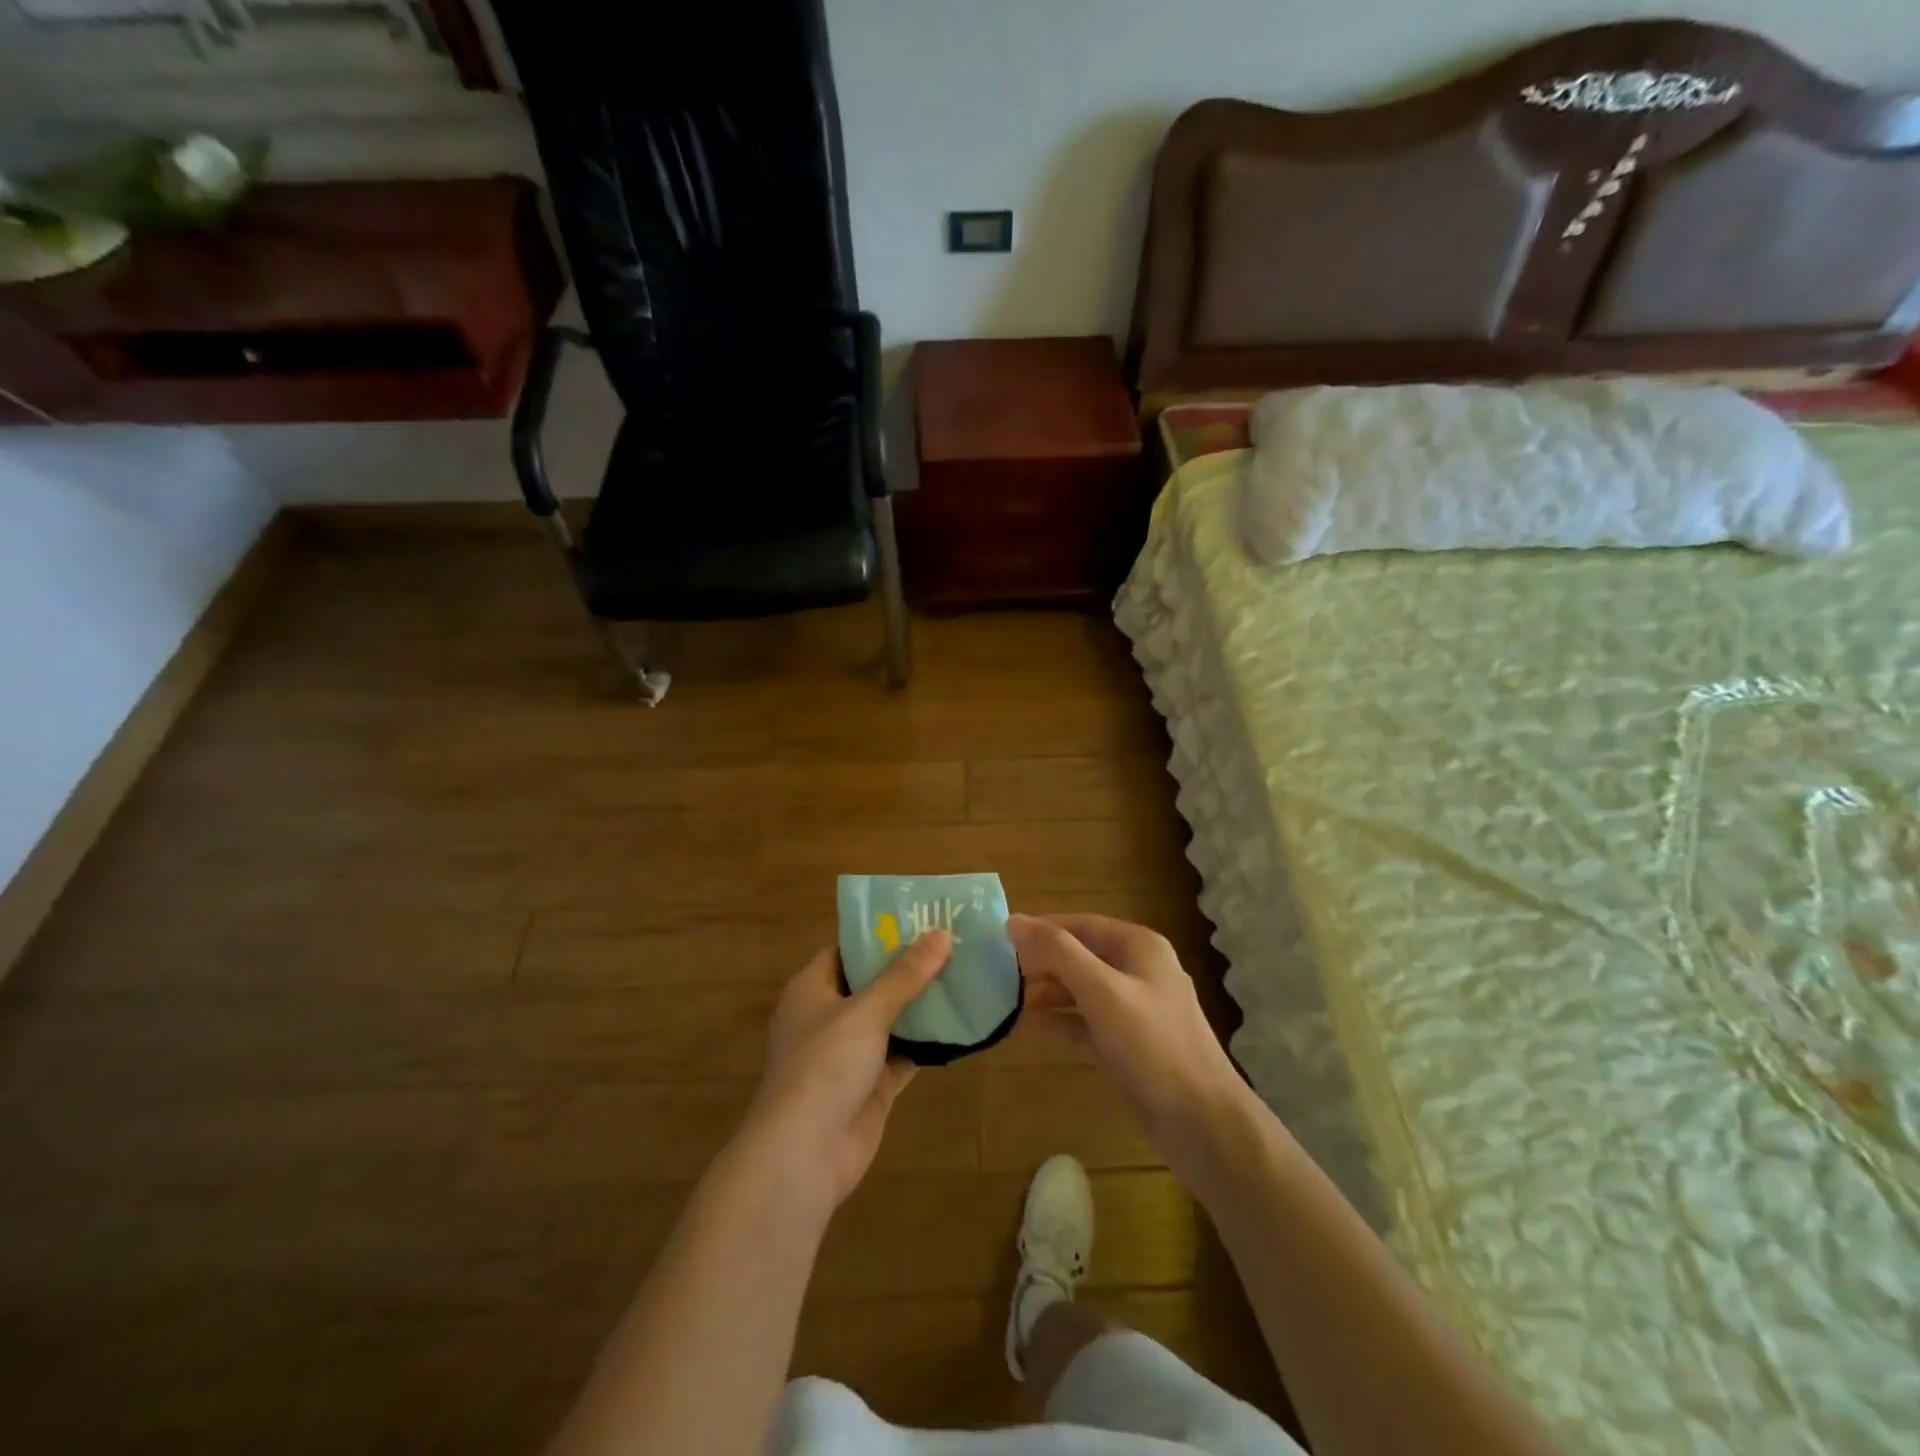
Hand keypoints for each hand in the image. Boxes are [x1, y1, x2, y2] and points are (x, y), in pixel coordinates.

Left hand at [743, 932, 952, 1210]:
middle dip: (909, 969)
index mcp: (812, 989)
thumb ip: (905, 975)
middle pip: (872, 984)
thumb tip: (941, 934)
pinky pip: (903, 1055)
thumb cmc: (824, 1066)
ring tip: (964, 977)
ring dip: (921, 1006)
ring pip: (890, 1020)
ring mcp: (848, 1055)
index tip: (920, 921)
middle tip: (953, 946)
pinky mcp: (870, 1086)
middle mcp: (828, 1017)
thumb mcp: (866, 1011)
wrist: (804, 1154)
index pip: (846, 950)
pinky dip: (926, 1044)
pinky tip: (960, 1027)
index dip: (880, 935)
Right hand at [1008, 913, 1247, 1178]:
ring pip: (1081, 990)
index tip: (999, 939)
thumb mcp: (1102, 992)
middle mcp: (1139, 970)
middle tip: (995, 974)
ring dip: (1045, 993)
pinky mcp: (1129, 1044)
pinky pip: (1086, 1022)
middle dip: (1040, 963)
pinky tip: (1026, 1028)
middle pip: (1080, 955)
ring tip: (1003, 1001)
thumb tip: (1014, 920)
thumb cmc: (1152, 1046)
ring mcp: (1135, 1009)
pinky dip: (1059, 1022)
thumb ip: (1058, 953)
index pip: (1080, 924)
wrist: (1203, 1124)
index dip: (1041, 929)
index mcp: (1139, 947)